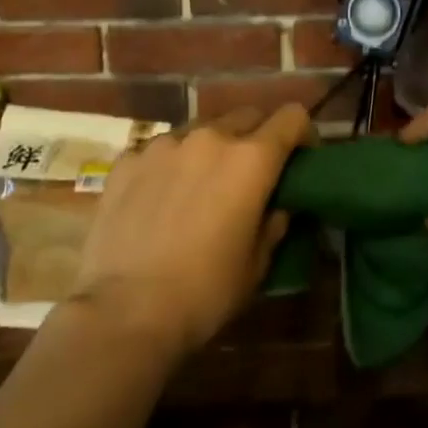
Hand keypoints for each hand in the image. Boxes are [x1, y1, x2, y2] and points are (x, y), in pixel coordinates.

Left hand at [64, 106, 310, 358]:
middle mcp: (210, 137)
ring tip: (201, 183)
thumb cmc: (205, 292)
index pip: (292, 117)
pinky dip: (169, 164)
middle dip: (257, 136)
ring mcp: (164, 144)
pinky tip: (159, 197)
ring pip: (201, 128)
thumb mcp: (257, 264)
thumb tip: (277, 206)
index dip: (303, 133)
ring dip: (211, 147)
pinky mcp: (127, 160)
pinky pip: (159, 149)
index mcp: (251, 159)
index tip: (300, 157)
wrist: (124, 312)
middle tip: (251, 173)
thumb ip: (273, 222)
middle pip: (246, 115)